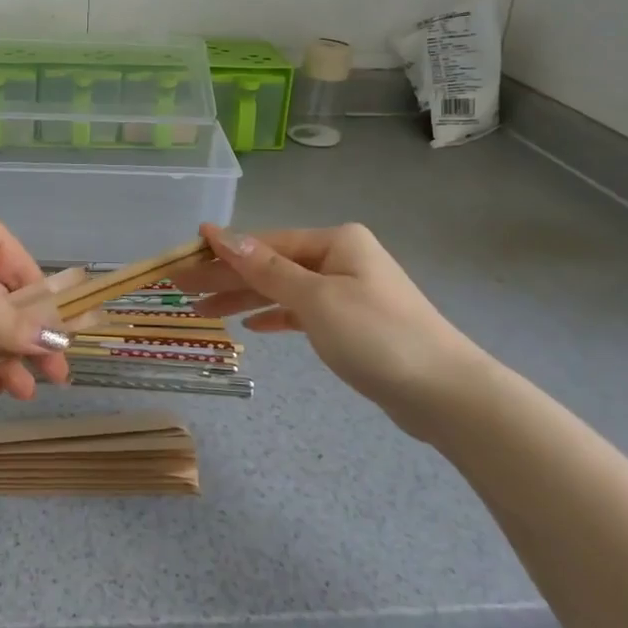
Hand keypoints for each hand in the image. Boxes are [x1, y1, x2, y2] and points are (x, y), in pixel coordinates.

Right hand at [182, 223, 485, 433]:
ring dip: (244, 299)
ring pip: (283, 289)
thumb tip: (221, 233)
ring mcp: (347, 290)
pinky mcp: (351, 322)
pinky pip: (301, 311)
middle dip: (226, 278)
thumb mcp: (316, 300)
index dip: (221, 252)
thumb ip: (266, 268)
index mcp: (334, 241)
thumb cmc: (378, 337)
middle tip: (181, 292)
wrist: (447, 394)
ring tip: (203, 312)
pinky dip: (275, 316)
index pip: (264, 243)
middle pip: (270, 264)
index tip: (181, 262)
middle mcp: (340, 258)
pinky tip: (251, 325)